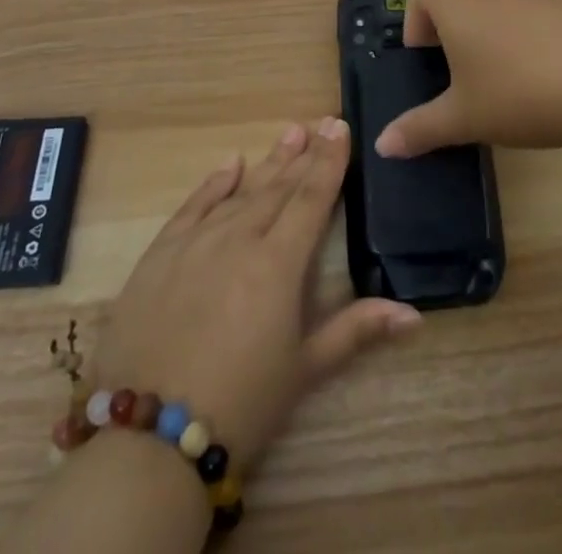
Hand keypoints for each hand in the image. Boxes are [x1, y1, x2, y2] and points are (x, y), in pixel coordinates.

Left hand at [94, 117, 419, 466]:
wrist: (146, 440)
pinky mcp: (160, 255)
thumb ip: (357, 330)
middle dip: (303, 154)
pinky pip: (192, 207)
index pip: (312, 198)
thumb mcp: (304, 369)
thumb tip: (415, 313)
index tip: (341, 126)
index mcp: (279, 263)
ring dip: (268, 162)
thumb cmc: (240, 405)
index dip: (329, 162)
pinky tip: (230, 164)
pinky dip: (214, 183)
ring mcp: (196, 243)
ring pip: (240, 191)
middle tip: (320, 122)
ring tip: (289, 134)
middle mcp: (239, 238)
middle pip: (278, 187)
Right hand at [374, 0, 561, 158]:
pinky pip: (523, 14)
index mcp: (458, 7)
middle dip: (446, 26)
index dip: (415, 19)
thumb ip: (420, 129)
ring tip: (491, 77)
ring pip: (491, 2)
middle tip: (452, 70)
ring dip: (482, 30)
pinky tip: (531, 78)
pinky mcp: (560, 12)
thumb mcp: (464, 118)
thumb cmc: (517, 94)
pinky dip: (515, 36)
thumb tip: (382, 145)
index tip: (425, 59)